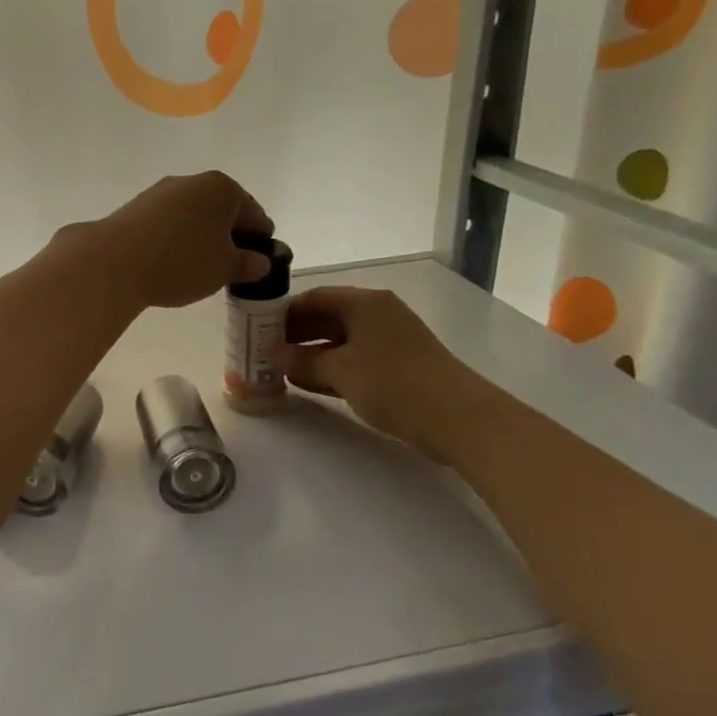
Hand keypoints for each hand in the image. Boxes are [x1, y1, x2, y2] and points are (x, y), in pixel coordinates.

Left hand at [92, 172, 273, 309]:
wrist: (114, 262)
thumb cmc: (182, 262)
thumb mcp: (225, 269)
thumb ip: (248, 264)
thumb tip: (259, 262)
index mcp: (223, 188)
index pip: (255, 215)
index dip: (260, 241)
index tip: (258, 265)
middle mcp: (192, 181)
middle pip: (222, 212)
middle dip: (229, 238)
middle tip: (230, 269)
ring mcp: (160, 192)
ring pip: (193, 217)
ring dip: (201, 239)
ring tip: (199, 270)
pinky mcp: (135, 208)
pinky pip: (168, 224)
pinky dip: (176, 240)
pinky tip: (171, 263)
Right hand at [271, 286, 494, 461]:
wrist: (458, 418)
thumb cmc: (394, 383)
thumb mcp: (341, 371)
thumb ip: (303, 360)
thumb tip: (273, 353)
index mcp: (364, 303)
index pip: (314, 297)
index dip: (284, 312)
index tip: (257, 330)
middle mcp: (376, 315)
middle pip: (326, 317)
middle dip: (295, 334)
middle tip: (264, 352)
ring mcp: (388, 341)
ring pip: (339, 341)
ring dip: (311, 354)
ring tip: (279, 370)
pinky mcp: (396, 366)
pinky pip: (354, 359)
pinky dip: (331, 368)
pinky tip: (307, 383)